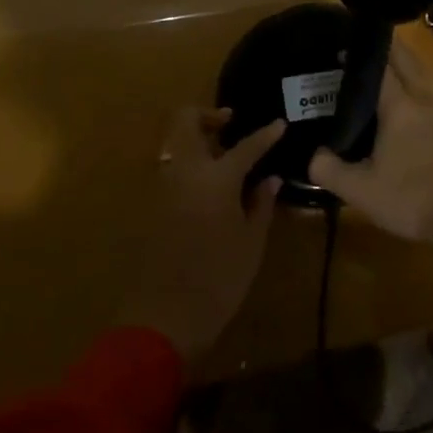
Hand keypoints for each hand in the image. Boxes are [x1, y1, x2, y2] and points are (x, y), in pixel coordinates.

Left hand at [118, 108, 283, 360]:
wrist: (164, 317)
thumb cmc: (218, 279)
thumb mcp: (251, 243)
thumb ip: (261, 203)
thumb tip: (269, 178)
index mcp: (216, 177)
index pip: (246, 145)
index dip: (266, 134)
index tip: (280, 124)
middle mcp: (186, 171)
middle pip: (187, 121)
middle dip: (208, 116)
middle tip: (230, 126)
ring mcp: (164, 186)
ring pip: (176, 143)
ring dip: (197, 139)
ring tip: (222, 157)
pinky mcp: (153, 204)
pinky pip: (172, 168)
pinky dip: (189, 164)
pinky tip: (208, 185)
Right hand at [307, 39, 432, 264]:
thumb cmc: (411, 198)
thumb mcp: (360, 190)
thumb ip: (328, 169)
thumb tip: (312, 155)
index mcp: (400, 104)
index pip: (380, 64)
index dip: (359, 52)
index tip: (338, 44)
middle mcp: (422, 98)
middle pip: (405, 58)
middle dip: (384, 45)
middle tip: (358, 43)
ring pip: (421, 71)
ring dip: (403, 59)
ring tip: (380, 59)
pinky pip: (428, 87)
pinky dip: (414, 77)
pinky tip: (402, 91)